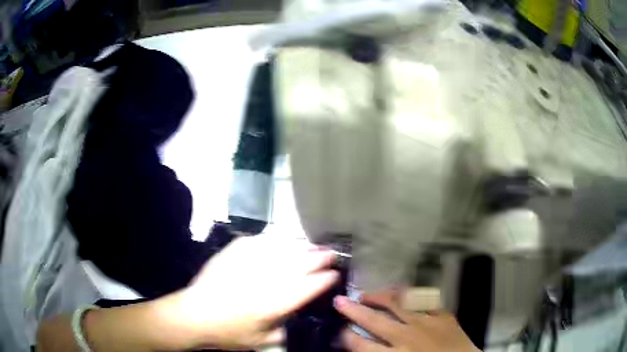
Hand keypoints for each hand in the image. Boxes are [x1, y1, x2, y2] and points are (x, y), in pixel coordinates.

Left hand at [170, 236, 338, 349]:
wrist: (194, 315)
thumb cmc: (228, 333)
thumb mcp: (261, 341)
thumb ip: (284, 331)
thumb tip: (298, 320)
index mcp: (274, 304)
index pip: (308, 287)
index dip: (325, 279)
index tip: (335, 274)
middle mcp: (265, 280)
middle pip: (299, 264)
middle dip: (319, 257)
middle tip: (331, 253)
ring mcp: (248, 263)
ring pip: (282, 250)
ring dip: (302, 247)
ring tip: (314, 246)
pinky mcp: (233, 253)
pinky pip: (259, 241)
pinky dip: (274, 240)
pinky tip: (281, 241)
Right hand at [334, 291, 479, 351]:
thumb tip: (361, 347)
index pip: (361, 344)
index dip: (347, 335)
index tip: (340, 329)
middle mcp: (407, 337)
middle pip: (373, 320)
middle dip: (353, 310)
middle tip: (339, 301)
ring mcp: (427, 323)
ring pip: (397, 303)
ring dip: (379, 297)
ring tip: (367, 293)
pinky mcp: (443, 315)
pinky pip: (424, 299)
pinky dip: (410, 295)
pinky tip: (402, 292)